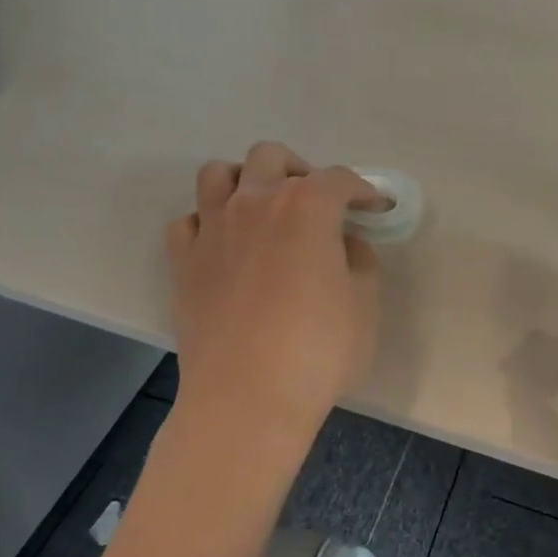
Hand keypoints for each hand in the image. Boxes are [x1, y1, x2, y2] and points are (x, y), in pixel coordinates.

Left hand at [165, 142, 380, 439]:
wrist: (247, 398)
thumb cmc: (318, 352)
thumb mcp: (364, 305)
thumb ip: (358, 261)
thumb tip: (343, 243)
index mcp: (306, 207)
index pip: (338, 179)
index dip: (362, 190)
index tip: (375, 207)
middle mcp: (254, 203)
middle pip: (271, 157)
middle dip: (299, 171)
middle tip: (316, 204)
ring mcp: (212, 229)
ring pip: (217, 174)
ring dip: (244, 181)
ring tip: (262, 210)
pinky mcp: (182, 261)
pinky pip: (188, 221)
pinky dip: (207, 223)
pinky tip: (224, 246)